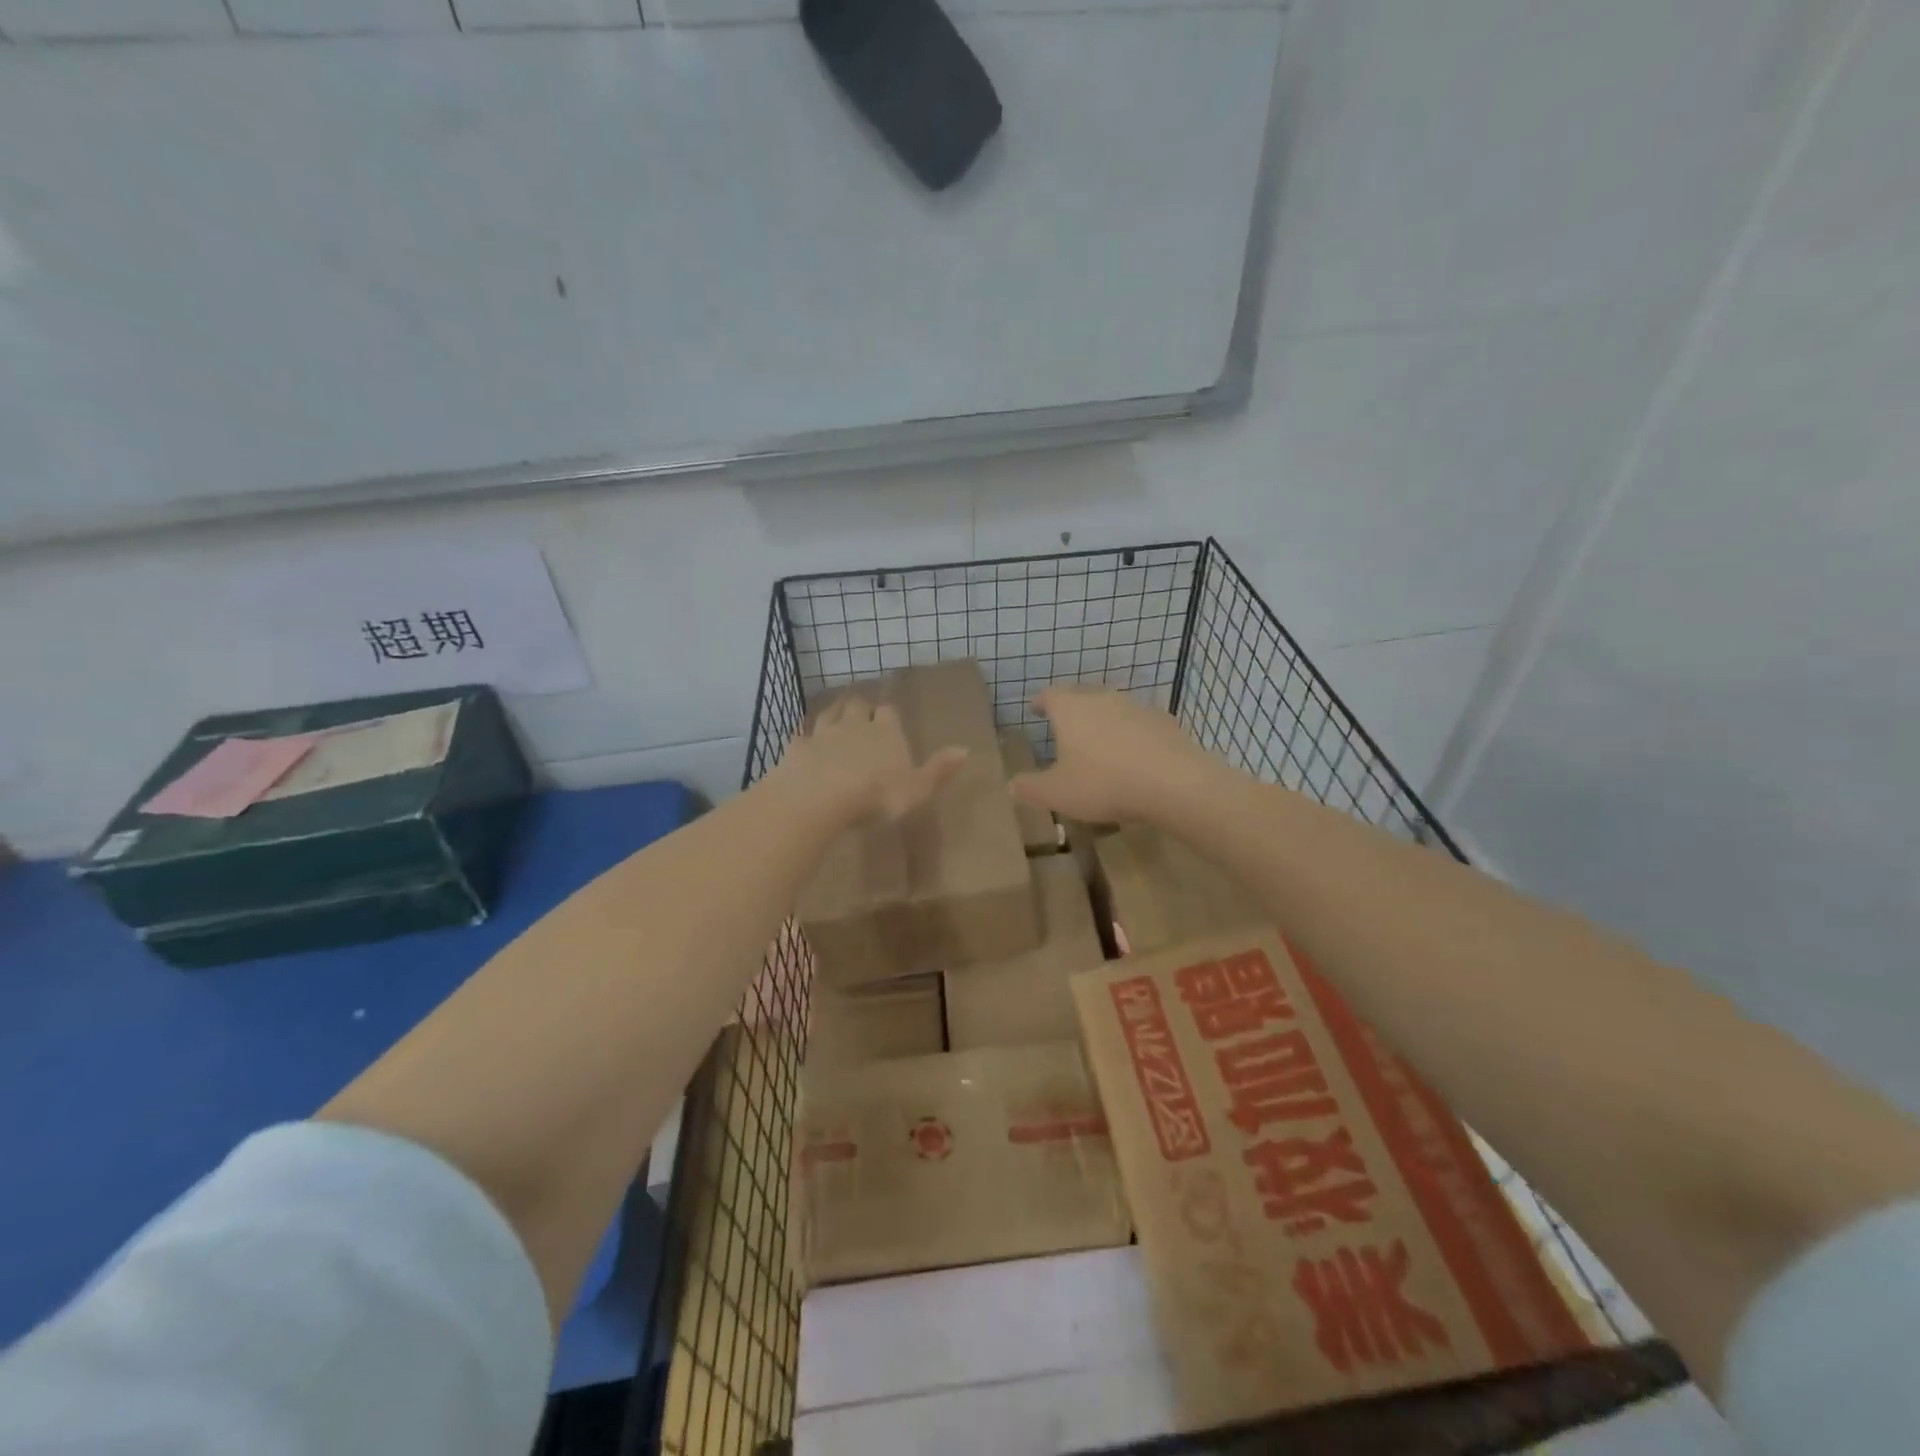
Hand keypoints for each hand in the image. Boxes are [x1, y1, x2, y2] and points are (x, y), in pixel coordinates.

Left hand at [778, 694, 966, 823]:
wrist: (820, 797)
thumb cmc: (876, 794)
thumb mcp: (918, 788)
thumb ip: (939, 769)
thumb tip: (965, 750)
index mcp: (886, 732)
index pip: (889, 712)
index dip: (889, 714)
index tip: (889, 719)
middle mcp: (855, 725)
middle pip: (857, 705)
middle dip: (861, 708)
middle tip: (862, 715)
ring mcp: (823, 734)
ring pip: (829, 713)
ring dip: (834, 714)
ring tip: (836, 718)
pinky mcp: (798, 749)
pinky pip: (801, 736)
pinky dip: (804, 738)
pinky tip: (803, 741)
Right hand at [1009, 685, 1216, 823]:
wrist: (1173, 783)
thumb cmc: (1104, 783)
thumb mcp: (1057, 794)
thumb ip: (1030, 788)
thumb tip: (1011, 784)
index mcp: (1071, 709)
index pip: (1049, 695)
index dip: (1040, 702)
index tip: (1035, 708)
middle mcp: (1102, 698)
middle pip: (1081, 694)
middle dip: (1070, 707)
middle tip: (1064, 724)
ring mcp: (1136, 707)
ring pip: (1112, 706)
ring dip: (1102, 719)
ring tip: (1098, 741)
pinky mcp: (1164, 722)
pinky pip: (1138, 722)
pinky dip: (1130, 733)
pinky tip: (1133, 754)